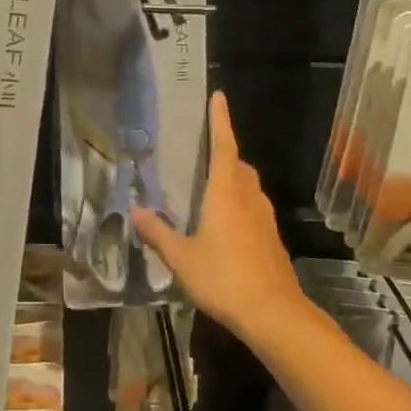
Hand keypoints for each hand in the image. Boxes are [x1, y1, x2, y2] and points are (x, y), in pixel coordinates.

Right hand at [132, 92, 302, 343]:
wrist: (274, 315)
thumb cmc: (224, 278)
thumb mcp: (181, 258)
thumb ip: (157, 233)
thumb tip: (135, 210)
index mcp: (225, 193)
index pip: (223, 146)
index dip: (220, 120)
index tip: (218, 96)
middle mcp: (248, 199)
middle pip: (239, 165)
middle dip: (224, 153)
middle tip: (204, 153)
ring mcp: (265, 220)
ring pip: (249, 187)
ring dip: (233, 180)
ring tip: (211, 189)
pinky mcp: (272, 241)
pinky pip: (254, 210)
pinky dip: (240, 205)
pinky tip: (225, 227)